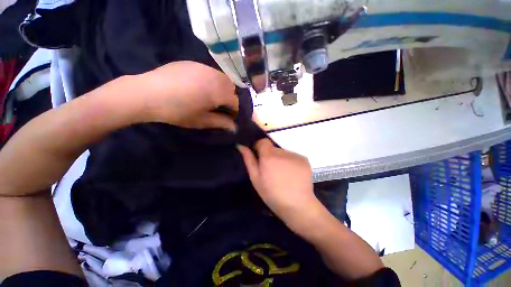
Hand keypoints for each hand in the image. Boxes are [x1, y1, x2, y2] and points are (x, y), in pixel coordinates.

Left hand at [140, 61, 238, 130]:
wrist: (148, 94)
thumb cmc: (178, 111)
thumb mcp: (202, 121)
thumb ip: (221, 123)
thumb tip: (235, 127)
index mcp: (219, 92)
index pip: (236, 101)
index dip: (234, 111)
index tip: (228, 117)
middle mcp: (216, 77)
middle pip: (232, 88)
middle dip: (230, 98)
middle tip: (219, 106)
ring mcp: (204, 67)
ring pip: (222, 78)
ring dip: (222, 88)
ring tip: (210, 97)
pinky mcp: (194, 63)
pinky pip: (210, 72)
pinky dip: (212, 80)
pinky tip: (199, 87)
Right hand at [238, 139, 323, 228]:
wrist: (298, 205)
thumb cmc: (272, 194)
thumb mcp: (256, 179)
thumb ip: (249, 160)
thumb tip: (241, 145)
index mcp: (269, 156)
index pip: (263, 141)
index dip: (260, 147)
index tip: (259, 157)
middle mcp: (282, 152)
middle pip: (273, 148)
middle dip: (270, 156)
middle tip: (271, 170)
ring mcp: (295, 155)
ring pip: (283, 153)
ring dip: (281, 159)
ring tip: (282, 174)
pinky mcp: (304, 159)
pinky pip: (293, 157)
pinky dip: (290, 162)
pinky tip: (292, 174)